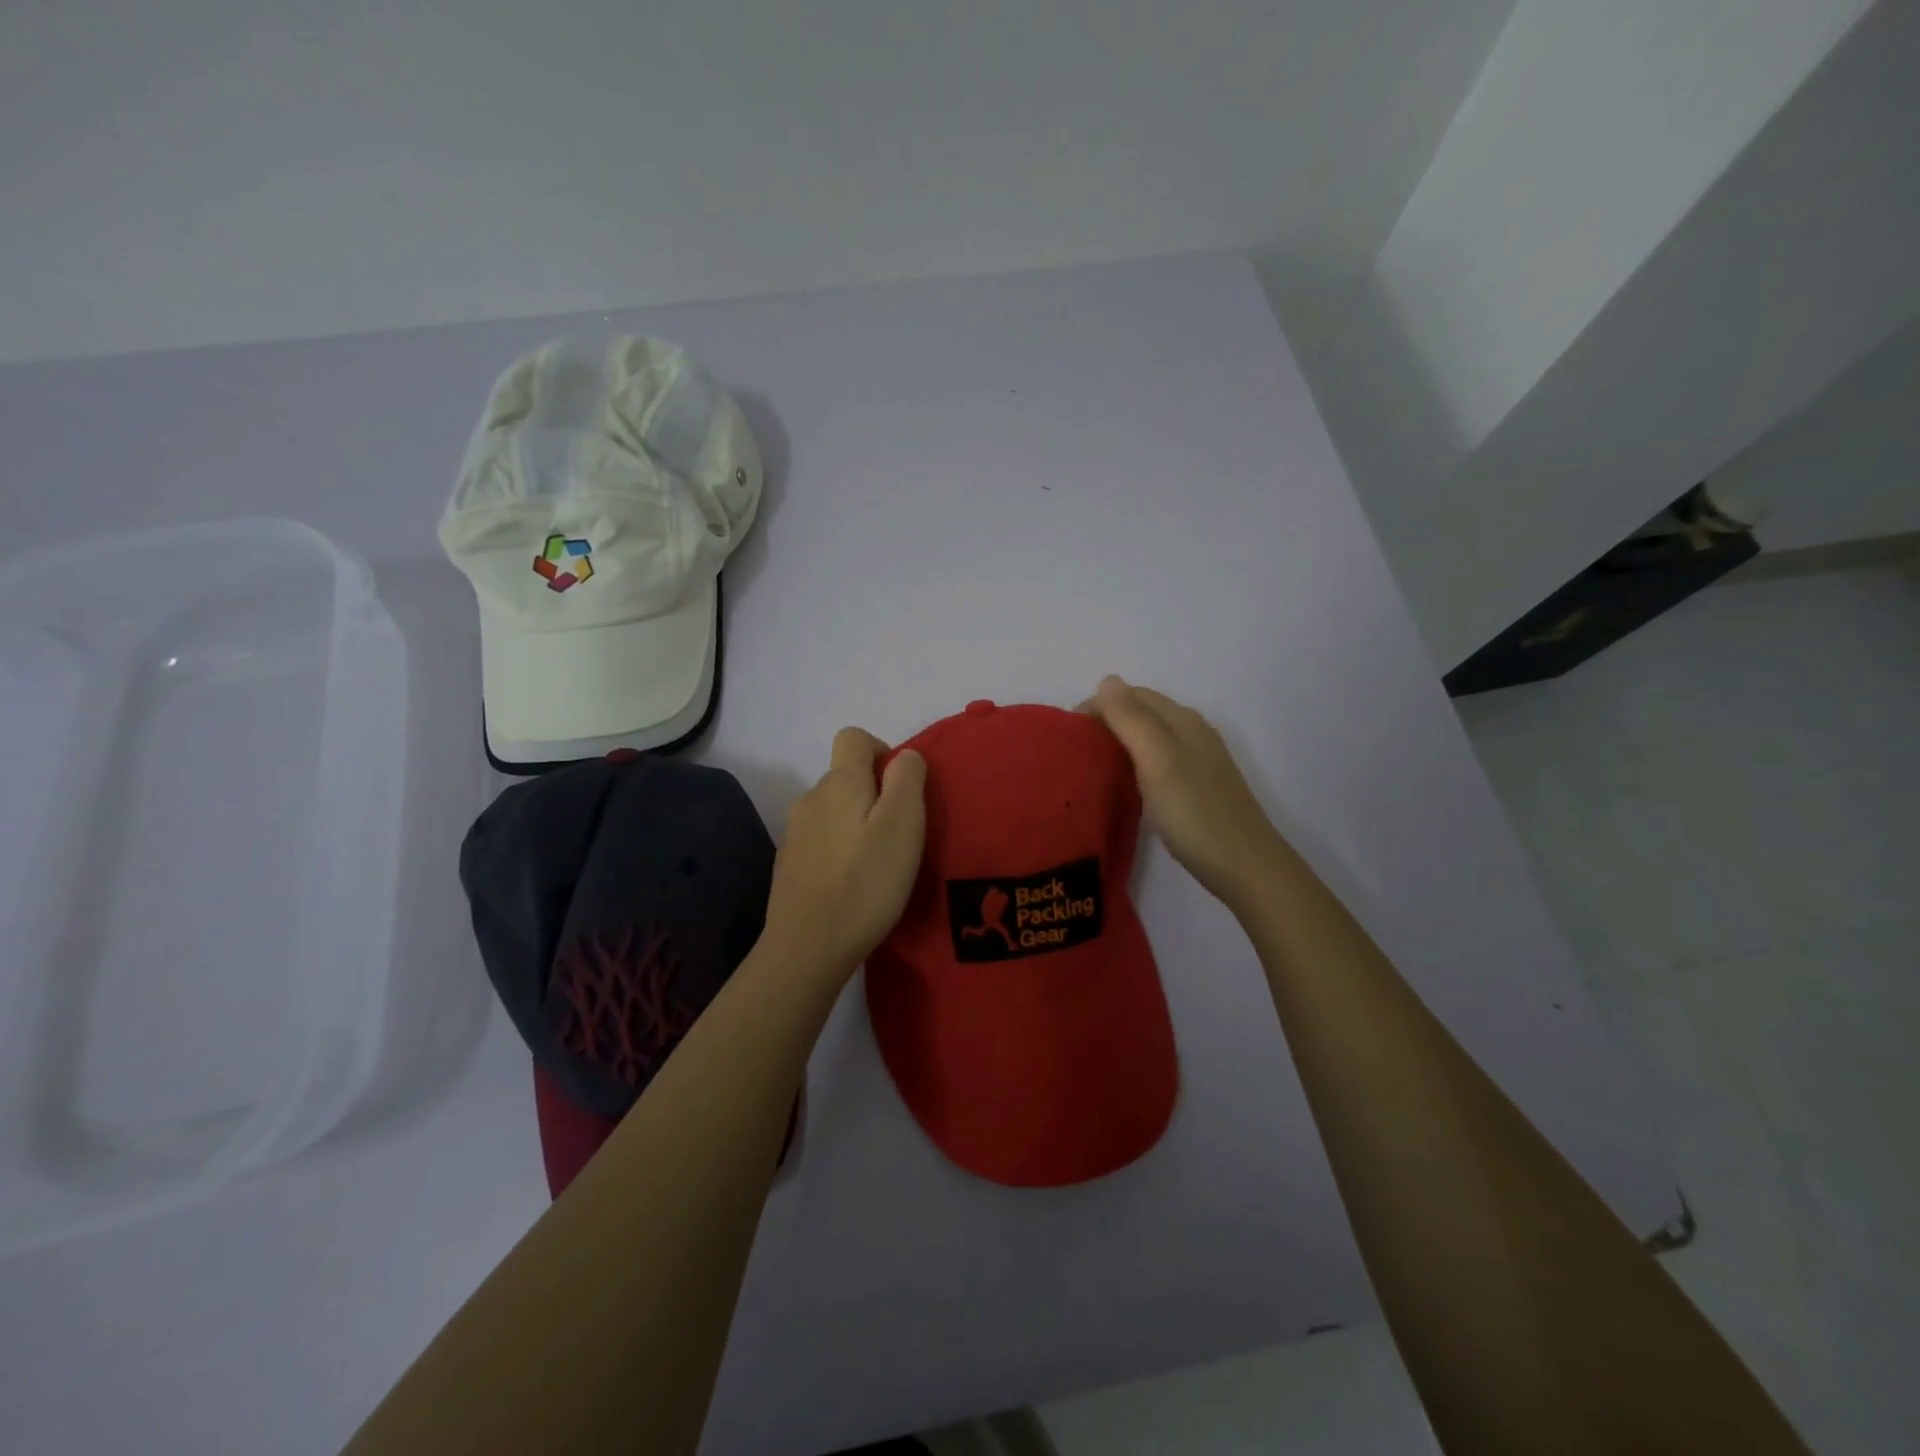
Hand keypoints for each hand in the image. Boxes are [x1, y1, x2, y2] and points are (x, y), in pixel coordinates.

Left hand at [761, 728, 927, 980]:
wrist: (808, 947)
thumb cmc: (865, 882)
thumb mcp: (903, 824)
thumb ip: (907, 779)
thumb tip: (904, 756)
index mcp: (839, 783)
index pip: (853, 737)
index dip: (881, 751)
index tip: (901, 788)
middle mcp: (810, 798)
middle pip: (844, 777)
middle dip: (873, 795)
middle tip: (898, 836)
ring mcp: (794, 833)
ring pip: (833, 811)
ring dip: (855, 825)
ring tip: (876, 865)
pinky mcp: (788, 865)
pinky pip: (820, 842)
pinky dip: (838, 852)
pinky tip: (851, 885)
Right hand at [1085, 676, 1286, 911]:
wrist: (1245, 868)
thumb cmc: (1196, 813)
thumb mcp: (1159, 760)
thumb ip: (1132, 719)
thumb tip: (1107, 680)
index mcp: (1183, 721)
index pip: (1132, 695)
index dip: (1098, 705)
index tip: (1067, 733)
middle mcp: (1193, 733)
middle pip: (1143, 713)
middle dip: (1106, 721)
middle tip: (1073, 750)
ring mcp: (1198, 762)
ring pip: (1150, 738)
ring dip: (1119, 742)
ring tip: (1091, 765)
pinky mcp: (1198, 789)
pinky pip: (1158, 763)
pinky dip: (1135, 764)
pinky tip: (1124, 786)